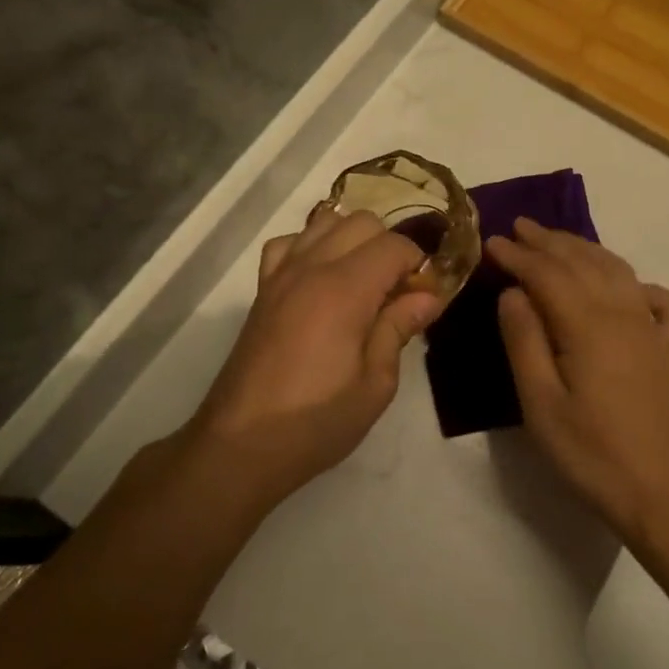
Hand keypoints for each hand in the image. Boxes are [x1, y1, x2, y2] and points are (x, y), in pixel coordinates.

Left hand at [195, 206, 442, 506]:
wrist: (240, 446)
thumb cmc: (316, 422)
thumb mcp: (375, 385)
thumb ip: (399, 328)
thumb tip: (428, 295)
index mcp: (345, 290)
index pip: (395, 245)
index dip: (418, 265)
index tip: (425, 296)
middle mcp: (312, 268)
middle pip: (363, 222)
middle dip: (390, 247)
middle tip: (397, 292)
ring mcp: (281, 274)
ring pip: (326, 221)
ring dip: (353, 240)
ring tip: (363, 281)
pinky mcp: (262, 289)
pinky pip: (290, 243)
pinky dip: (312, 246)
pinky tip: (321, 278)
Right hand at [487, 217, 668, 544]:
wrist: (657, 490)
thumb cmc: (590, 451)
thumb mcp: (540, 403)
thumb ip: (524, 341)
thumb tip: (513, 292)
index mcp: (588, 326)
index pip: (548, 274)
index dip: (518, 255)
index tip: (491, 241)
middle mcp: (624, 314)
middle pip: (583, 262)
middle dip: (549, 241)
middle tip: (519, 227)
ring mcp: (652, 329)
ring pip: (618, 270)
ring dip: (586, 249)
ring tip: (558, 240)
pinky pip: (662, 301)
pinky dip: (643, 285)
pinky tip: (628, 288)